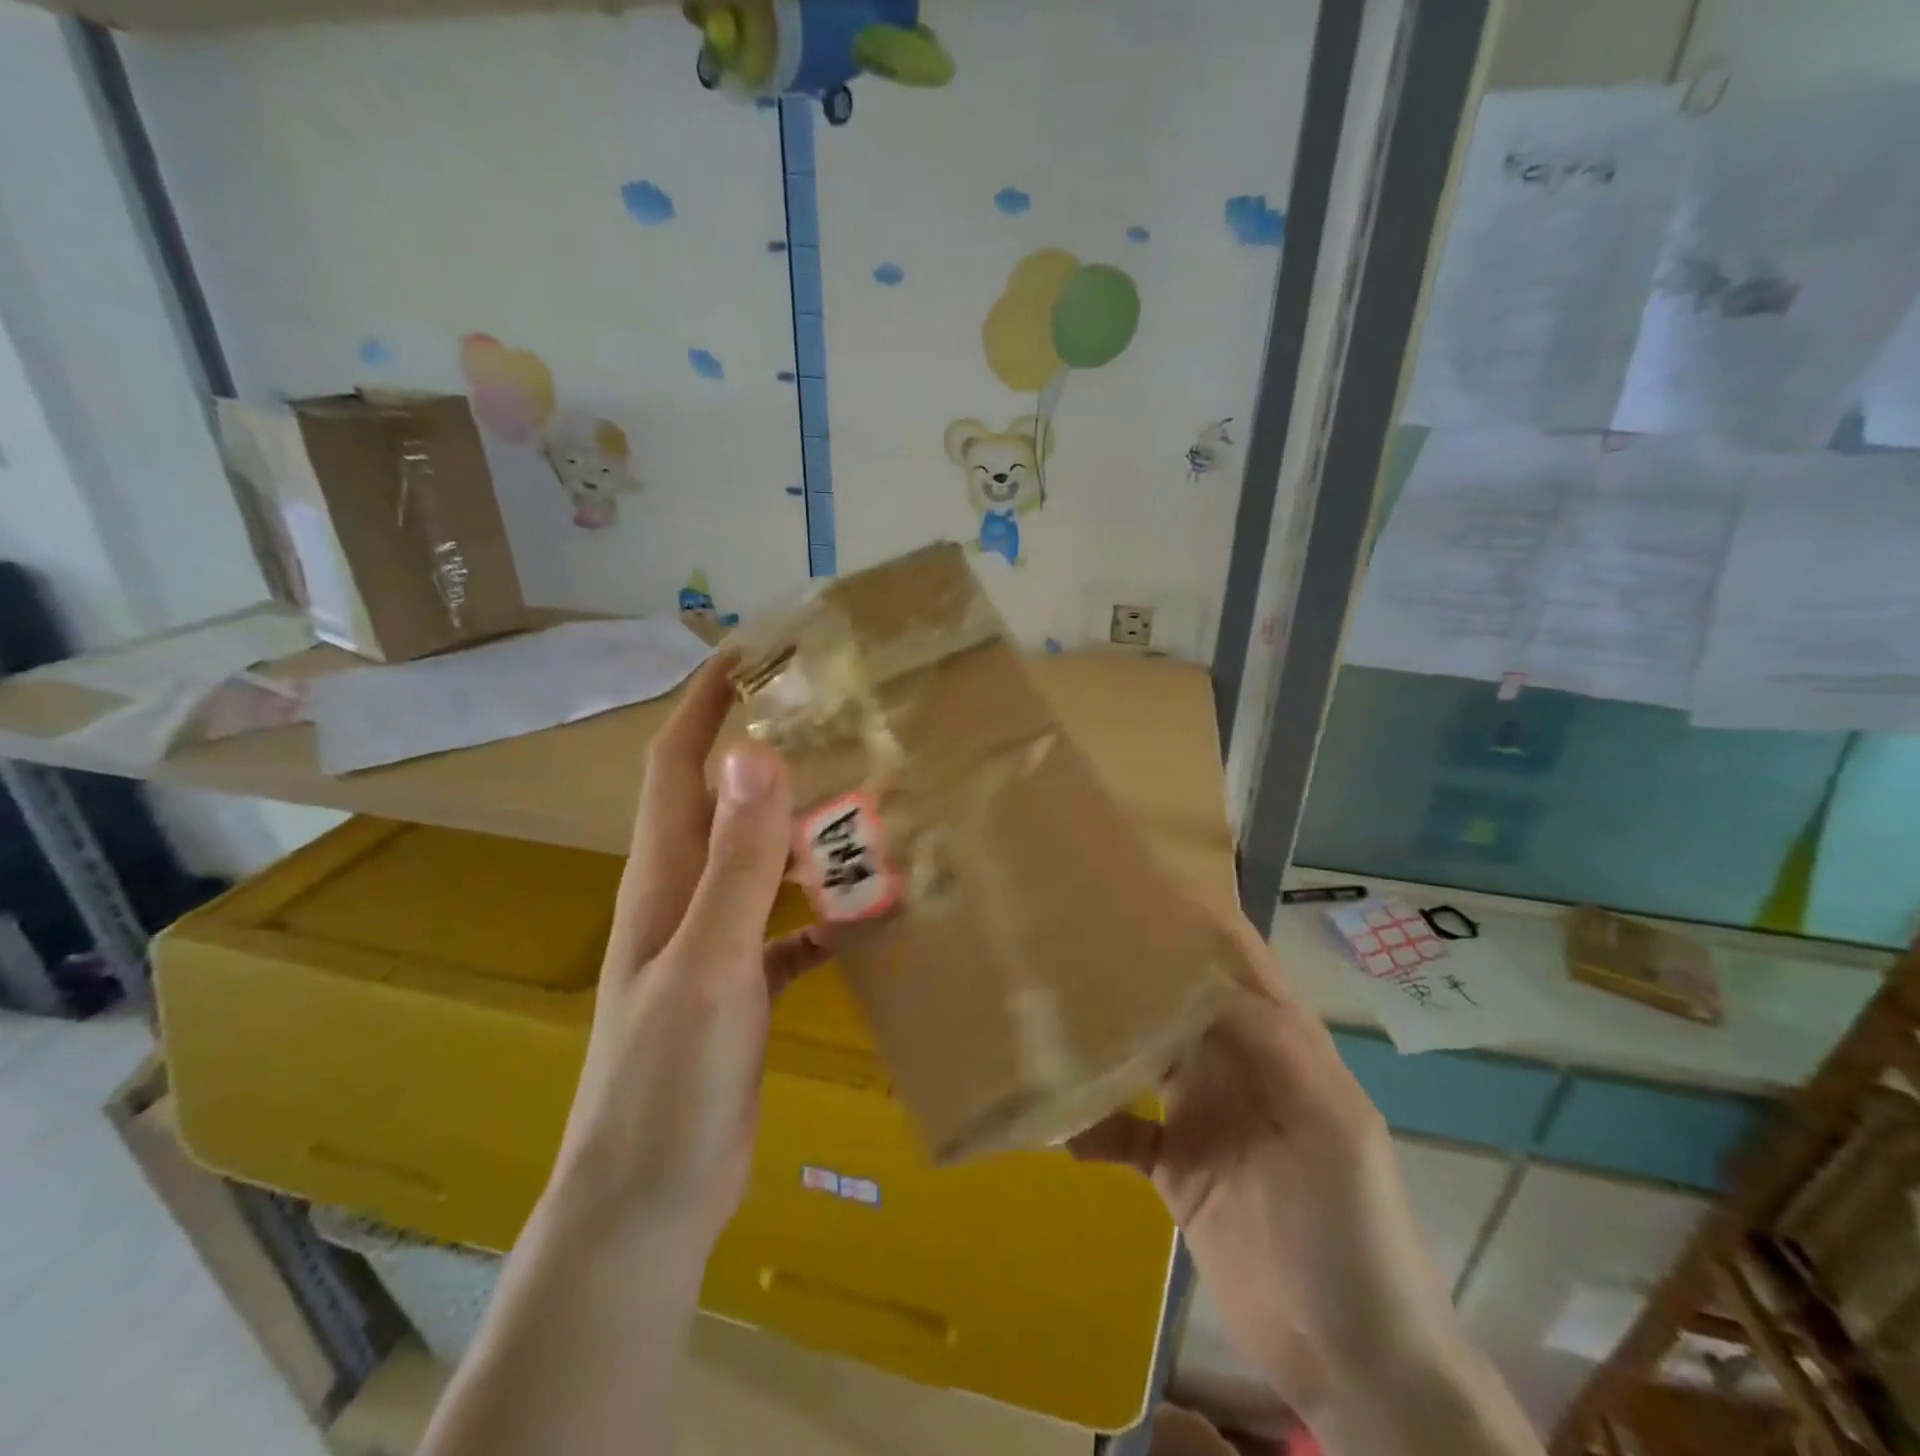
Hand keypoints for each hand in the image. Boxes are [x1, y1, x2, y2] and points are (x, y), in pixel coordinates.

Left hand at [544, 657, 828, 1254]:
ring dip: (801, 828)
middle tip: (832, 717)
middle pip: (723, 804)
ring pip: (762, 863)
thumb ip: (736, 862)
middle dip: (763, 751)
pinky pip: (789, 928)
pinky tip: (870, 908)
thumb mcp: (709, 962)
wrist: (652, 1197)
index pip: (676, 765)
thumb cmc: (669, 1078)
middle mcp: (685, 899)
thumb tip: (752, 754)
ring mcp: (715, 945)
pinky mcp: (744, 987)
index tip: (748, 651)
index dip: (702, 703)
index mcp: (664, 880)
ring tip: (864, 797)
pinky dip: (822, 909)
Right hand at [1071, 912, 1479, 1422]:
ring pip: (1143, 1055)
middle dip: (1134, 968)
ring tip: (1048, 1012)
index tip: (1140, 885)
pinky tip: (1055, 1125)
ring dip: (1103, 1038)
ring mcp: (1202, 1115)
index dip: (1198, 921)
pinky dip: (1089, 1123)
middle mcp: (1235, 1064)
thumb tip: (1201, 977)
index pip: (1238, 964)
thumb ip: (1277, 1046)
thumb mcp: (1333, 1127)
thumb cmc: (1355, 1232)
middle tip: (1069, 936)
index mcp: (1280, 1043)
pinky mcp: (1174, 1168)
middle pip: (1177, 1001)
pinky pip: (1121, 1130)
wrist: (1352, 1361)